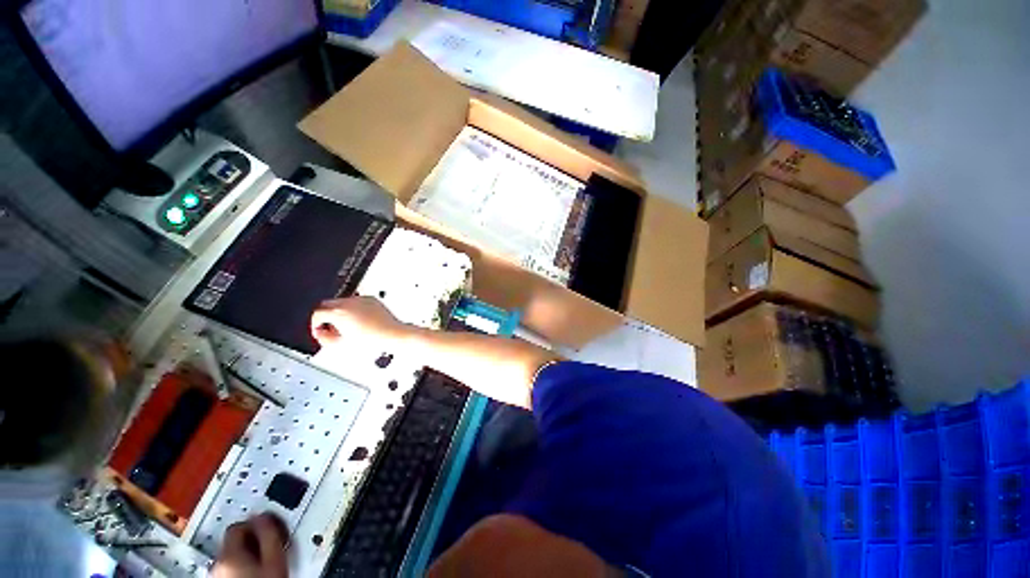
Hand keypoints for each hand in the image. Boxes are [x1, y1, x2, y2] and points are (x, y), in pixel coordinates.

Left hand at [211, 513, 288, 577]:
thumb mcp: (275, 558)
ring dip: (250, 553)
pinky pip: (231, 568)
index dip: (257, 521)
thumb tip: (264, 514)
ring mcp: (216, 577)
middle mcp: (216, 565)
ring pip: (233, 556)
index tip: (272, 525)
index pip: (238, 525)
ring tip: (268, 560)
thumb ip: (269, 533)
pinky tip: (258, 573)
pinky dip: (244, 566)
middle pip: (233, 540)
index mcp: (229, 555)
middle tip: (272, 542)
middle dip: (253, 538)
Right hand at [311, 296, 410, 350]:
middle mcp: (349, 303)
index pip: (317, 313)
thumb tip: (320, 333)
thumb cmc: (371, 340)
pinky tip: (361, 321)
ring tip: (349, 326)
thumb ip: (324, 338)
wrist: (392, 334)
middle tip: (332, 328)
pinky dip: (354, 309)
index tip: (320, 330)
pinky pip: (357, 301)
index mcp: (339, 313)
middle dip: (326, 316)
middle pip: (328, 304)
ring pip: (342, 301)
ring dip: (340, 312)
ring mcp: (361, 299)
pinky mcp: (372, 299)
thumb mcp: (341, 344)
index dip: (315, 324)